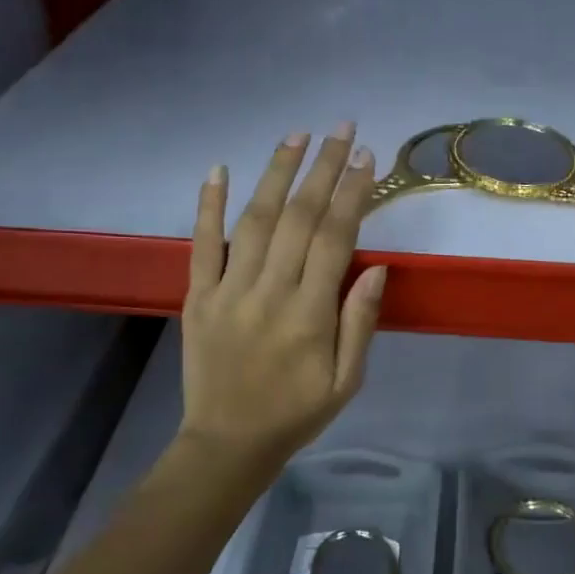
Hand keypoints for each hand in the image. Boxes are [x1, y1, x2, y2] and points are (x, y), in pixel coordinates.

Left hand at [178, 123, 386, 468]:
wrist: (228, 444)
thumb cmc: (297, 412)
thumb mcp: (347, 380)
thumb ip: (359, 323)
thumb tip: (376, 268)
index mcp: (310, 314)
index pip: (335, 238)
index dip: (352, 194)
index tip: (366, 158)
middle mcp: (269, 291)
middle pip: (299, 217)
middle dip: (323, 168)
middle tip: (341, 129)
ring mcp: (228, 291)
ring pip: (254, 220)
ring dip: (276, 173)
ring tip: (296, 136)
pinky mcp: (198, 296)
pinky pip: (201, 244)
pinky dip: (207, 205)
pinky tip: (217, 169)